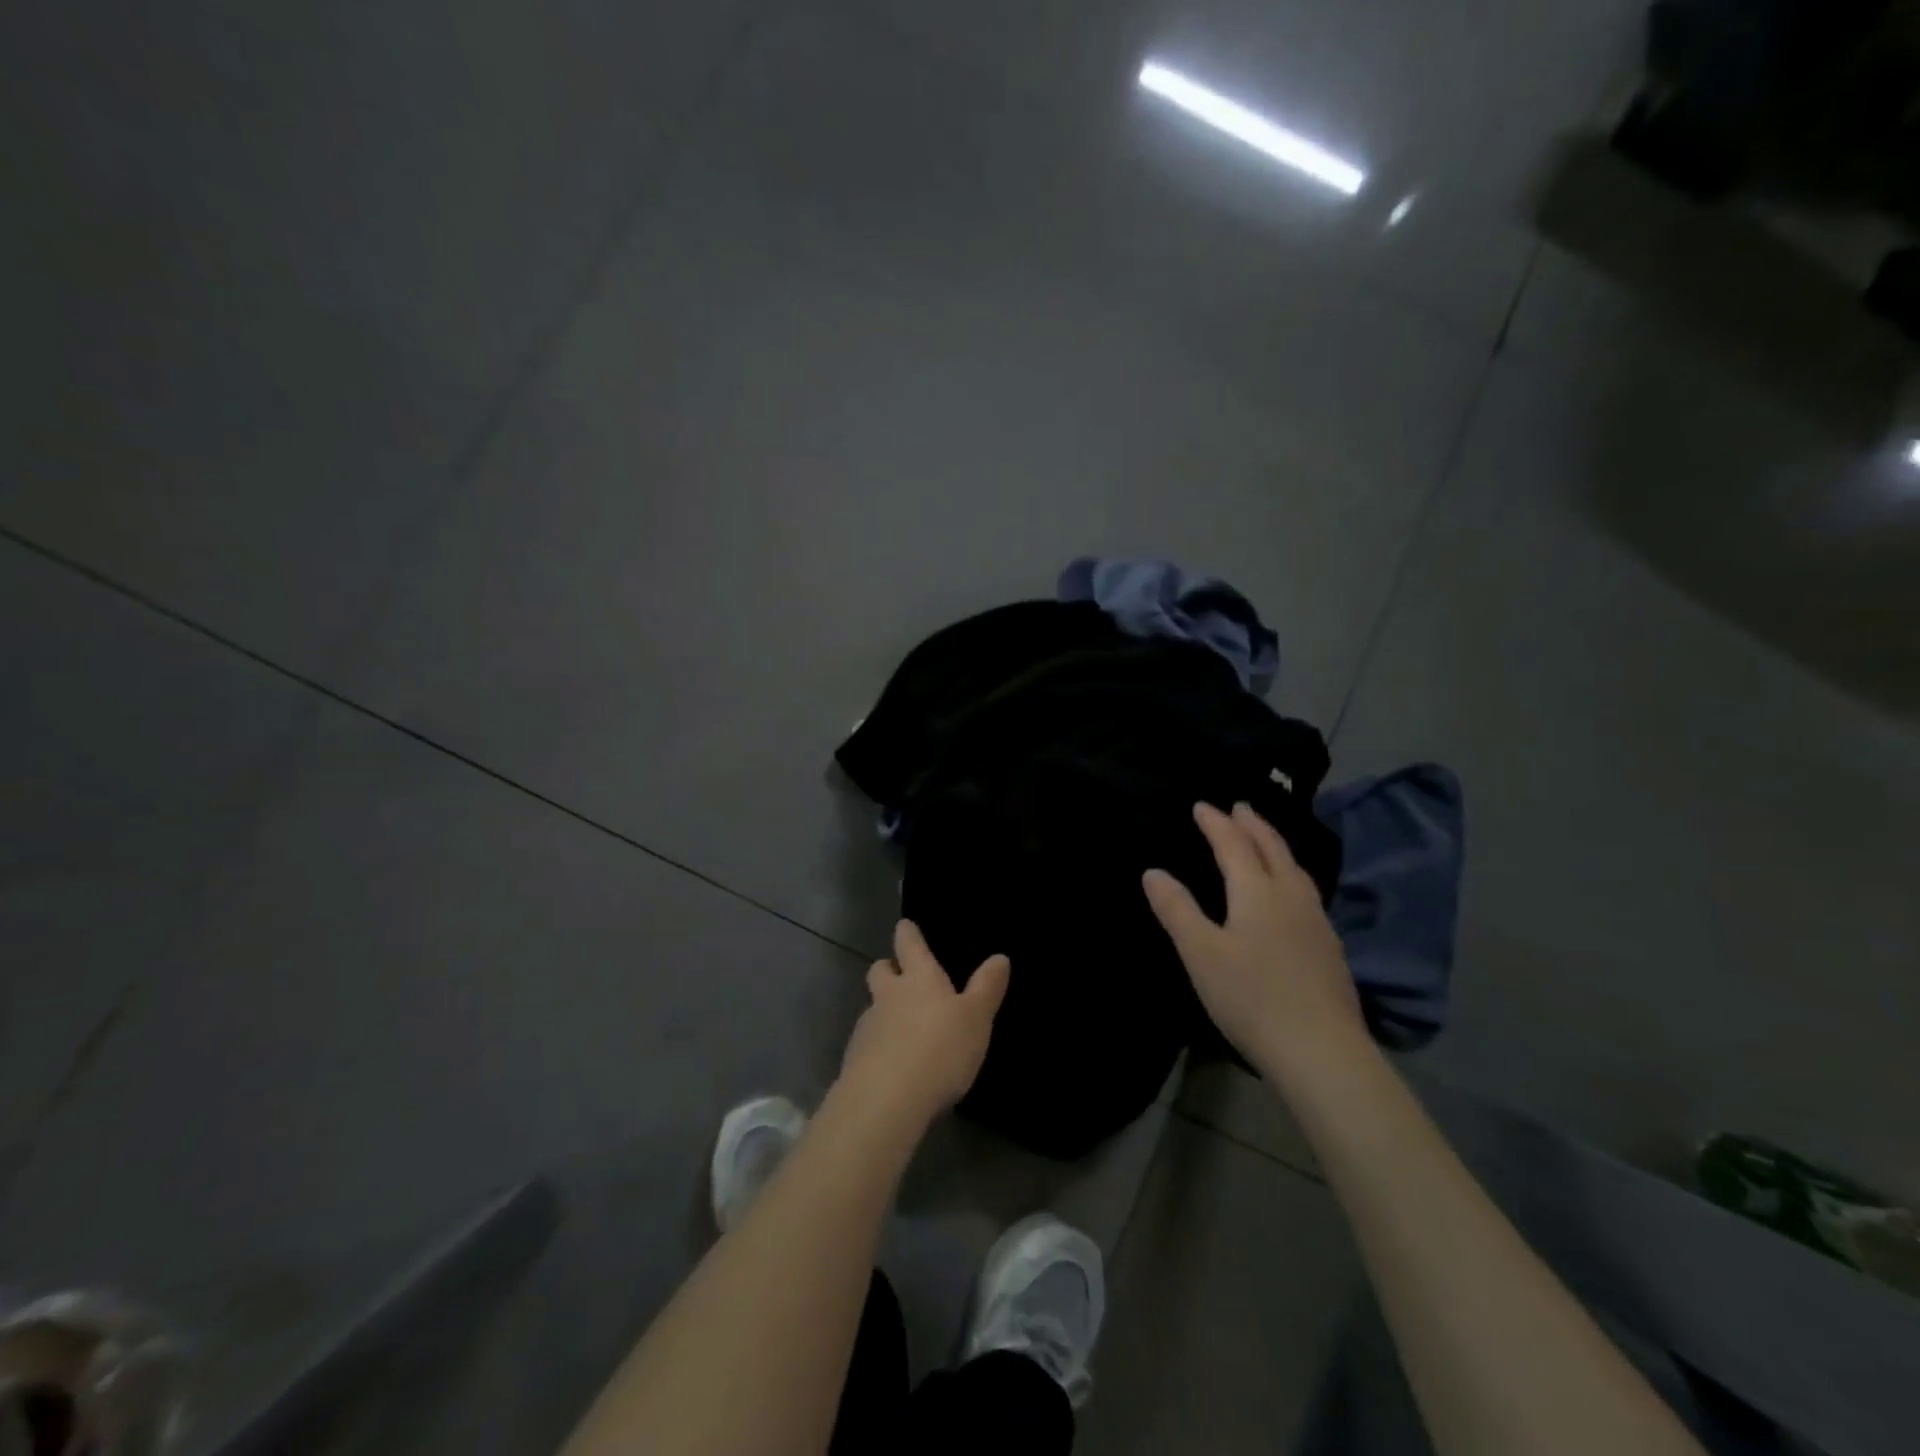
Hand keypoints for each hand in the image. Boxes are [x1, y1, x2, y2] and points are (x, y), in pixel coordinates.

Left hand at [839, 920, 1010, 1121]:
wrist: (886, 1101)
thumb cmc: (940, 1050)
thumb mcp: (976, 1019)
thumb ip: (987, 988)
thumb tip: (1000, 956)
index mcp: (919, 978)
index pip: (908, 944)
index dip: (908, 933)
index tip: (905, 927)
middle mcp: (888, 995)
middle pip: (880, 970)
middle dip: (888, 968)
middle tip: (901, 977)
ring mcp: (867, 1027)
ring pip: (872, 1007)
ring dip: (884, 1011)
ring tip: (903, 1030)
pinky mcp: (854, 1059)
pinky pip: (867, 1042)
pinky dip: (878, 1046)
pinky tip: (893, 1065)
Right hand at [1143, 802, 1364, 1080]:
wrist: (1322, 1051)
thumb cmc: (1251, 998)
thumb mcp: (1201, 953)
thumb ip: (1177, 910)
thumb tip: (1153, 872)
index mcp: (1257, 892)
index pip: (1233, 845)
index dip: (1215, 823)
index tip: (1201, 805)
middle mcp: (1291, 896)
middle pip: (1272, 848)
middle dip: (1253, 824)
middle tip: (1240, 807)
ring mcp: (1316, 922)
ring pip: (1295, 869)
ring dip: (1276, 846)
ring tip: (1265, 840)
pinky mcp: (1329, 948)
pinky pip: (1306, 892)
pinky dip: (1290, 874)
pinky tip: (1290, 894)